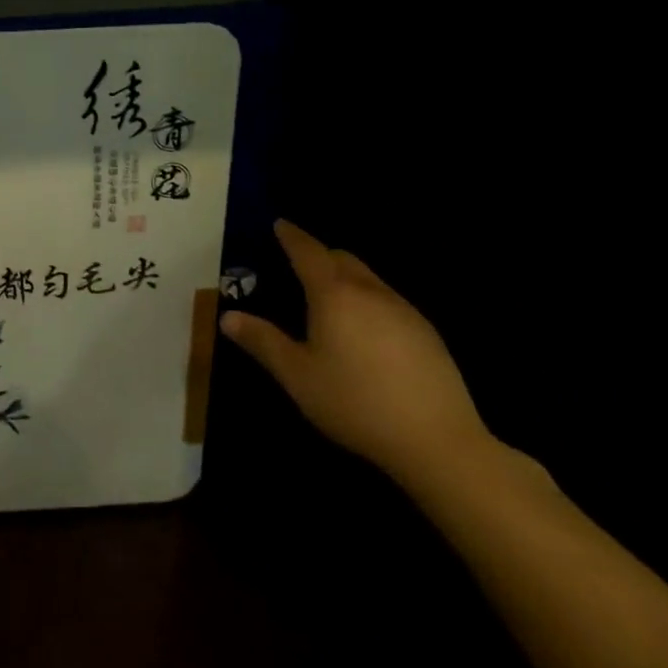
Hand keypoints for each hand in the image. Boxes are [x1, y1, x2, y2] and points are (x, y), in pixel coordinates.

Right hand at [220, 219, 492, 482]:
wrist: (439, 442)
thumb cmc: (356, 402)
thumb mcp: (297, 375)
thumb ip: (262, 342)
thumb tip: (228, 317)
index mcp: (333, 295)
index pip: (308, 252)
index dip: (291, 236)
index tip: (280, 224)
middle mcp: (370, 292)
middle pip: (342, 258)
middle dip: (319, 254)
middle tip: (298, 265)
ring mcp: (404, 311)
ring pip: (369, 279)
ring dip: (345, 278)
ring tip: (329, 300)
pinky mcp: (428, 334)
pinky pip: (389, 301)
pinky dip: (368, 301)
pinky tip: (365, 333)